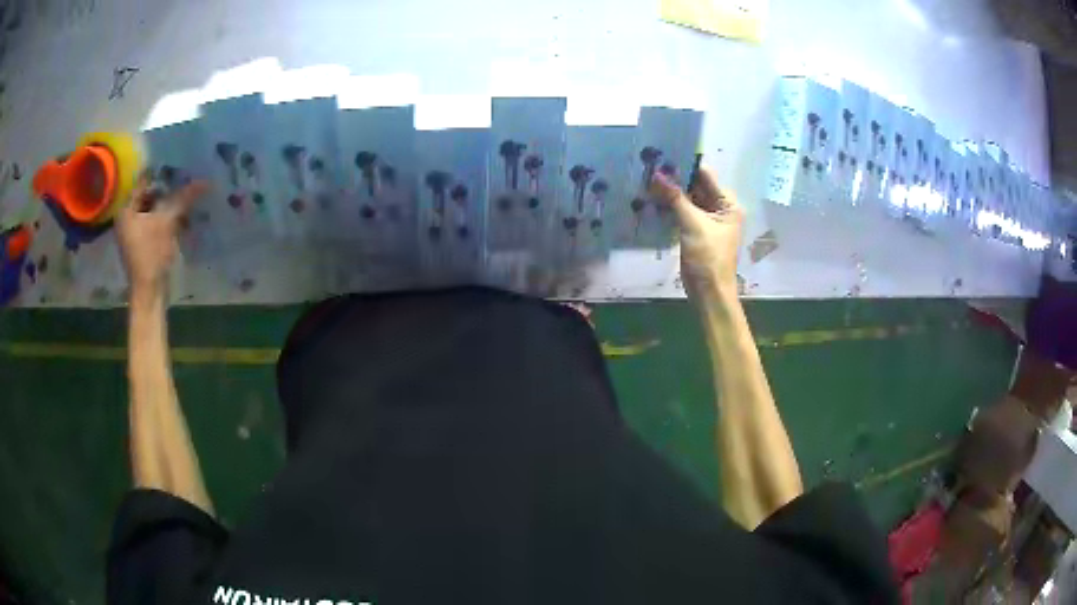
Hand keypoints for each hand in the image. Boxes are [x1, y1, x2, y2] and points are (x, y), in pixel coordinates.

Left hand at [116, 175, 209, 297]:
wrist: (149, 292)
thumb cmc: (150, 255)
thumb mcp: (167, 222)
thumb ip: (183, 199)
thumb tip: (205, 180)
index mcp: (126, 208)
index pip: (142, 179)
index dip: (160, 169)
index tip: (177, 158)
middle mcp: (128, 215)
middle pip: (149, 192)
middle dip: (168, 185)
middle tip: (186, 173)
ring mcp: (136, 229)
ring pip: (155, 206)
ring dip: (170, 200)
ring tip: (189, 188)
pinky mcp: (145, 240)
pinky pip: (157, 219)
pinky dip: (169, 214)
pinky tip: (184, 210)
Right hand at [649, 167, 742, 295]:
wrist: (709, 293)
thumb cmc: (708, 258)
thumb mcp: (693, 224)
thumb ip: (675, 197)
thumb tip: (656, 174)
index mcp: (727, 204)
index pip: (705, 175)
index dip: (685, 165)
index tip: (662, 156)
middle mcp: (720, 208)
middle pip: (695, 186)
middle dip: (674, 178)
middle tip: (649, 166)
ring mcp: (707, 220)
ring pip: (687, 199)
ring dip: (670, 192)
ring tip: (646, 179)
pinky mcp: (695, 231)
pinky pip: (682, 212)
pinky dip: (670, 207)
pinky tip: (651, 199)